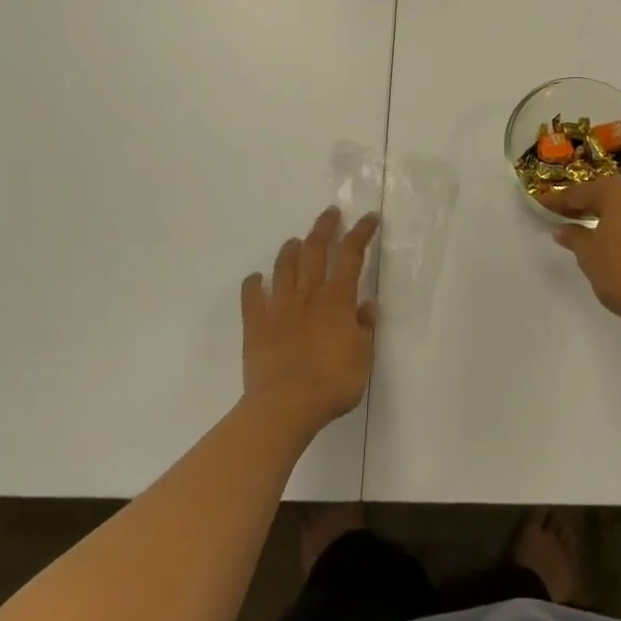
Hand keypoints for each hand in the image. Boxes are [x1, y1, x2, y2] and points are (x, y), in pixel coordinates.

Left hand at [241, 208, 378, 437]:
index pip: (351, 255)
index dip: (361, 233)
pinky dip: (253, 284)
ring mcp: (279, 307)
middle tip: (330, 213)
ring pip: (284, 267)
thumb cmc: (332, 384)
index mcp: (337, 300)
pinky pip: (251, 296)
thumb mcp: (363, 358)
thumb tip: (366, 305)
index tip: (369, 218)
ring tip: (296, 240)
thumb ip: (365, 328)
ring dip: (291, 249)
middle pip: (315, 250)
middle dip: (324, 227)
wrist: (285, 407)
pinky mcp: (256, 324)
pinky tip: (255, 278)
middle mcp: (309, 294)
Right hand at [543, 181, 620, 344]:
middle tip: (575, 216)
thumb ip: (575, 237)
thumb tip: (561, 229)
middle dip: (593, 203)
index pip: (581, 193)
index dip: (561, 201)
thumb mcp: (589, 257)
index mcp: (615, 193)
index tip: (546, 204)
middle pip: (612, 192)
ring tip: (614, 224)